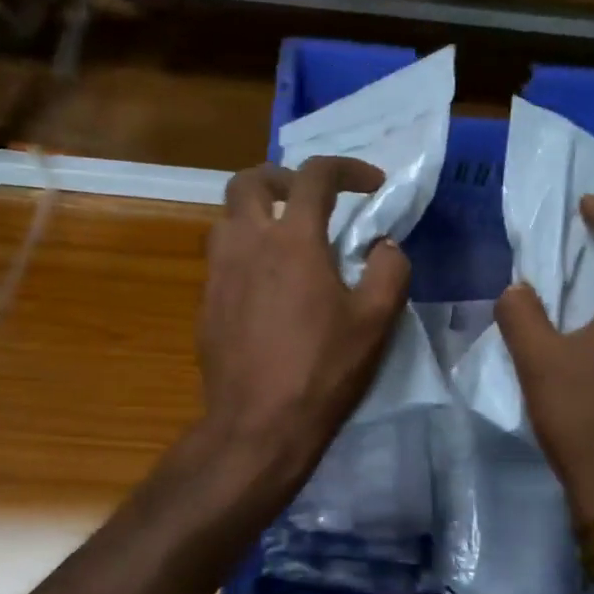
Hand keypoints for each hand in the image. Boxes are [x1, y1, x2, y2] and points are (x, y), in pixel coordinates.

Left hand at [196, 158, 410, 489]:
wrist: (257, 424)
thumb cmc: (321, 371)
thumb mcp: (375, 321)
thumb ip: (389, 269)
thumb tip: (383, 245)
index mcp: (292, 240)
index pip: (315, 175)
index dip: (348, 169)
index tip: (372, 186)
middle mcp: (247, 243)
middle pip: (250, 181)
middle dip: (282, 178)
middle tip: (309, 200)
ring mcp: (218, 273)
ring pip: (227, 218)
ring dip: (256, 215)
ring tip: (284, 240)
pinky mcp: (205, 302)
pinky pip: (220, 258)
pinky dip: (244, 253)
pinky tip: (264, 287)